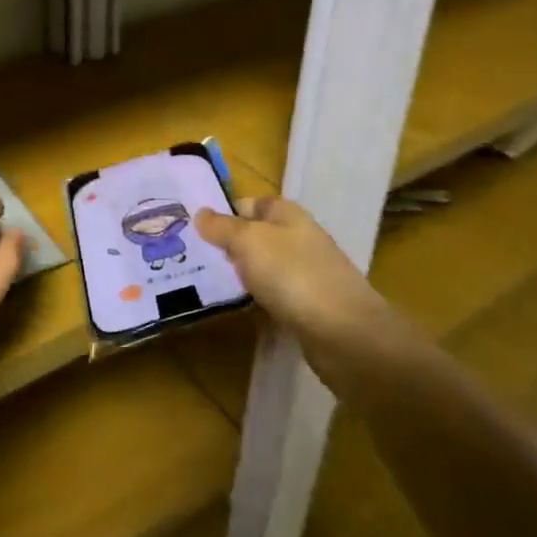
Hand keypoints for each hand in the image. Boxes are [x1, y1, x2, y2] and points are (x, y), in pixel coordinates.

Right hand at [195, 194, 402, 379]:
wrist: (344, 333)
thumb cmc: (293, 275)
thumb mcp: (249, 242)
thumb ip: (222, 227)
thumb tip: (200, 213)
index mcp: (288, 215)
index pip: (251, 203)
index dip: (225, 211)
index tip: (194, 226)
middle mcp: (299, 239)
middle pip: (257, 235)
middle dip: (228, 244)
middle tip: (193, 256)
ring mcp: (306, 273)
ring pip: (264, 266)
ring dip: (241, 273)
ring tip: (206, 281)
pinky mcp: (309, 306)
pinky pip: (274, 294)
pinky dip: (256, 298)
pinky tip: (238, 306)